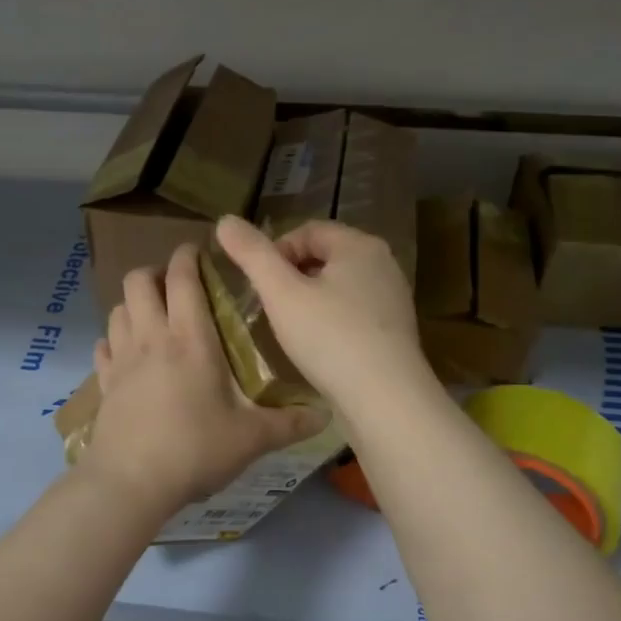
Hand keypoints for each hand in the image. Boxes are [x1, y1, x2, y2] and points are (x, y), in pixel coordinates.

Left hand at [86, 244, 325, 517]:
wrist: (130, 482)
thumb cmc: (195, 449)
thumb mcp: (251, 438)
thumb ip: (289, 424)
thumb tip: (326, 417)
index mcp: (190, 338)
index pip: (182, 277)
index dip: (188, 257)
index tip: (199, 253)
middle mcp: (151, 337)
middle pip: (139, 281)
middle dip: (156, 273)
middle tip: (177, 287)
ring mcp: (122, 359)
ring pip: (118, 308)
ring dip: (134, 303)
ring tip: (154, 317)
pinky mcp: (104, 383)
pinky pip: (103, 345)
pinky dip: (114, 339)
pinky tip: (127, 353)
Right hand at [216, 214, 430, 414]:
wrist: (386, 399)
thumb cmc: (330, 338)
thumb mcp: (281, 293)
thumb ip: (252, 254)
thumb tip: (225, 221)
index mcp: (360, 245)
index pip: (308, 231)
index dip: (276, 252)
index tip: (260, 285)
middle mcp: (383, 263)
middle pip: (325, 257)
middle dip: (293, 276)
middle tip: (272, 307)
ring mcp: (394, 298)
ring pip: (339, 286)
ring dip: (311, 299)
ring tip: (291, 328)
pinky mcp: (395, 330)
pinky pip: (354, 312)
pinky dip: (332, 320)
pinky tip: (319, 347)